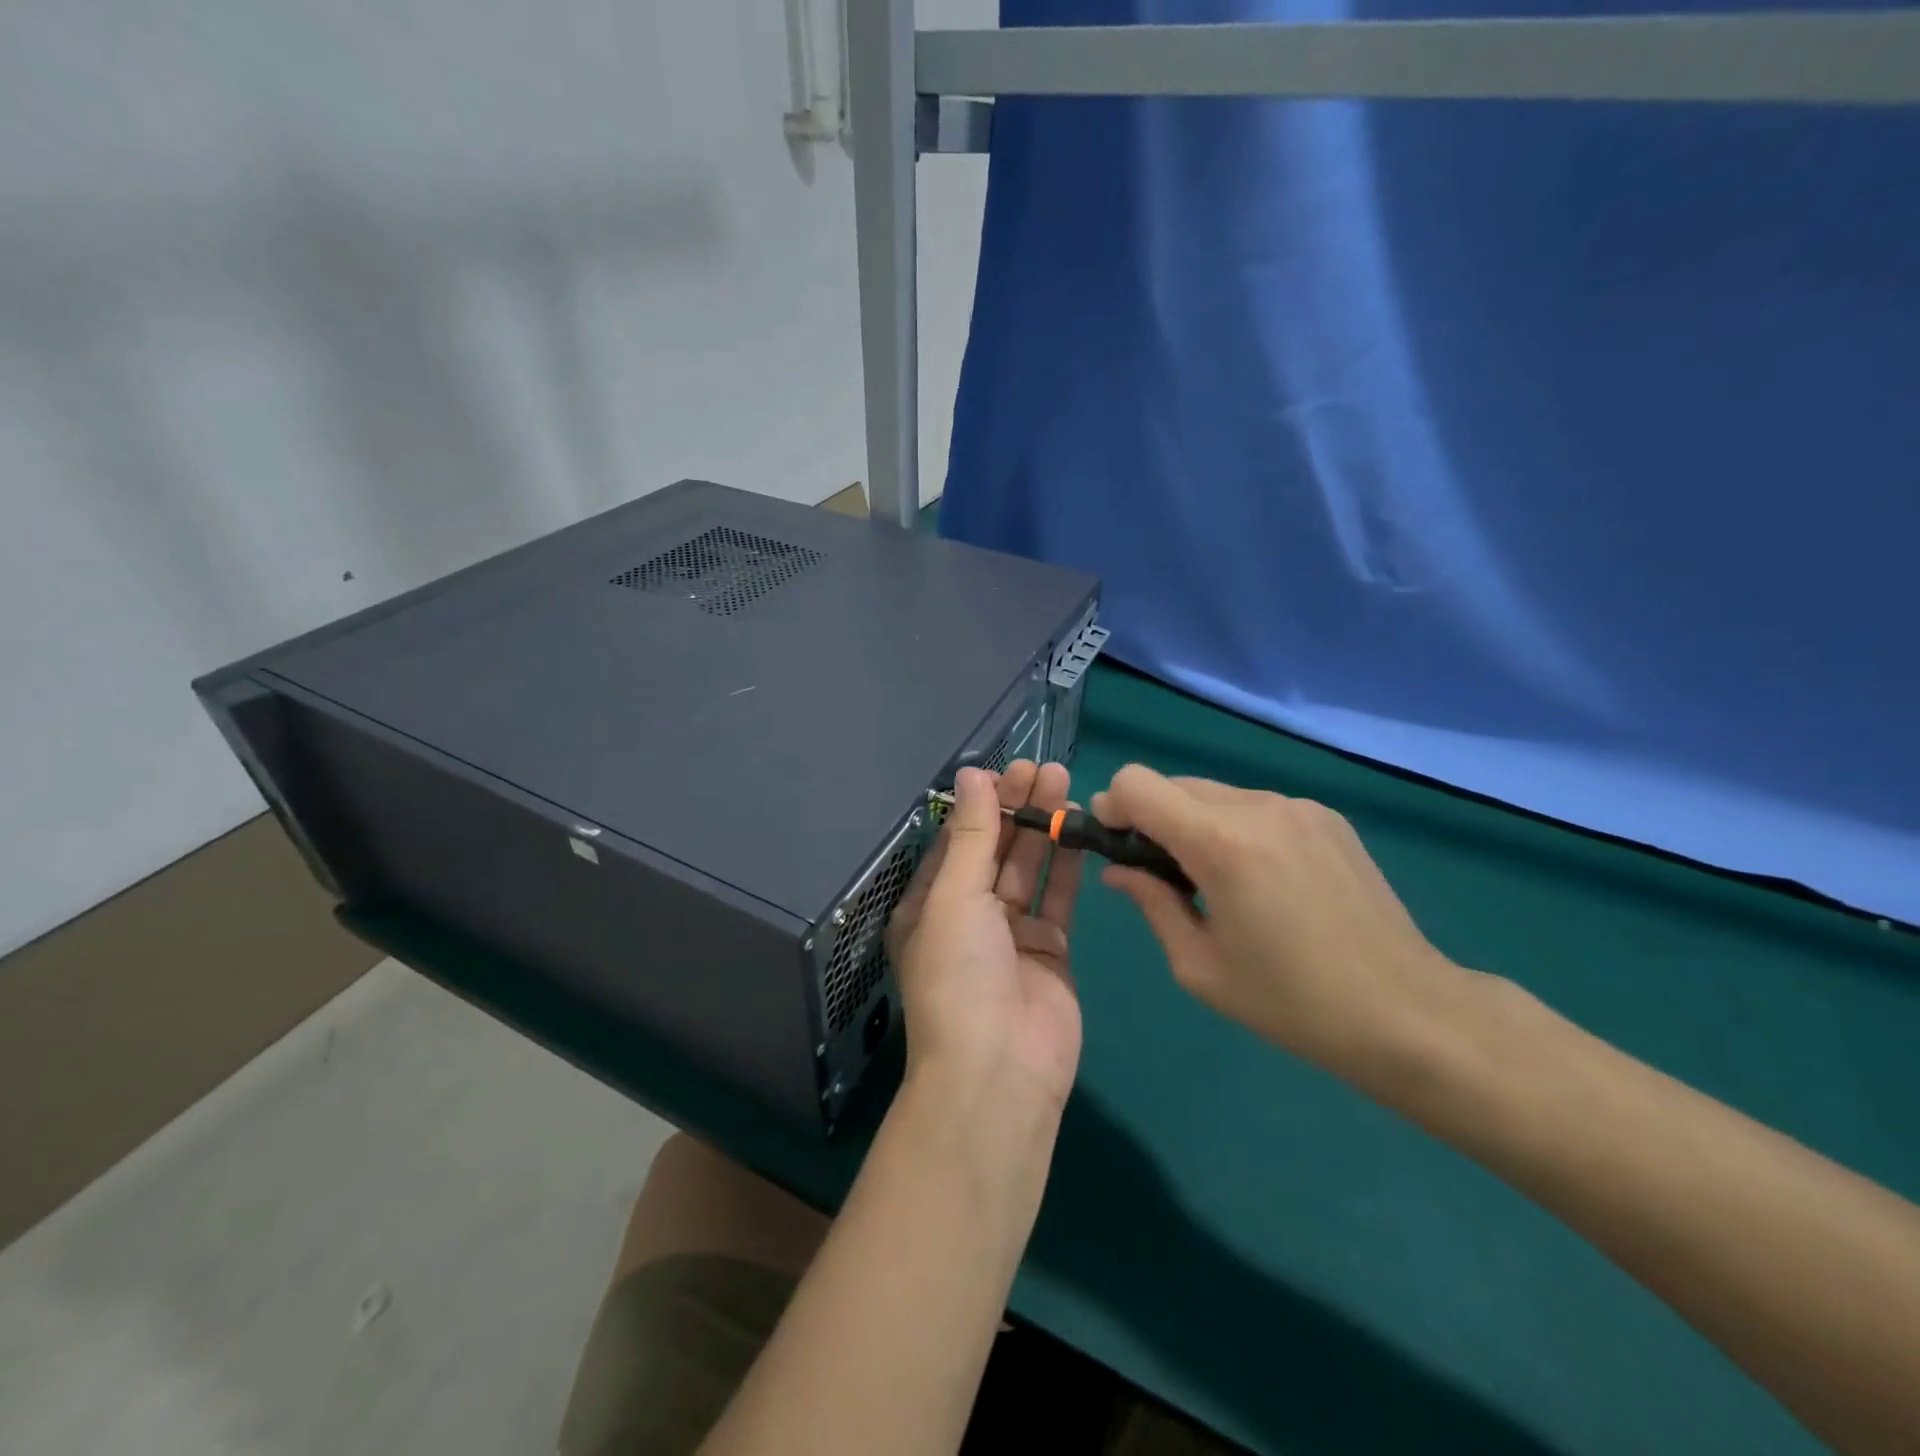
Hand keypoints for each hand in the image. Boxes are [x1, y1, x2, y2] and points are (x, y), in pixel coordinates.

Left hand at [887, 762, 1084, 1118]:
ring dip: (1042, 826)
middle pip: (994, 848)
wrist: (1000, 1070)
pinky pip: (1058, 895)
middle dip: (1015, 807)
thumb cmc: (960, 976)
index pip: (956, 840)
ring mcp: (1011, 932)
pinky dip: (1067, 861)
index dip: (980, 804)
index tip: (1007, 769)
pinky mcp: (1051, 948)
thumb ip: (970, 835)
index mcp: (930, 904)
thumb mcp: (954, 897)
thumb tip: (972, 774)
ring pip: (1029, 866)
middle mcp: (968, 915)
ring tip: (1063, 782)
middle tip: (1043, 767)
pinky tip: (1078, 825)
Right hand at [1092, 765, 1476, 1087]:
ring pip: (1215, 794)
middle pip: (1173, 784)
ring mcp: (1298, 807)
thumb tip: (1119, 870)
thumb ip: (1151, 902)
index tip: (1116, 847)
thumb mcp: (1200, 966)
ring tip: (1217, 883)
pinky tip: (1262, 881)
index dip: (1113, 807)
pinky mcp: (1326, 817)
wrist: (1409, 1012)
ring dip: (1195, 825)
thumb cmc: (1293, 1002)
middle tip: (1161, 876)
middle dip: (1151, 819)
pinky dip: (1236, 829)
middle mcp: (1258, 806)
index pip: (1137, 783)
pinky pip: (1256, 807)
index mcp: (1221, 842)